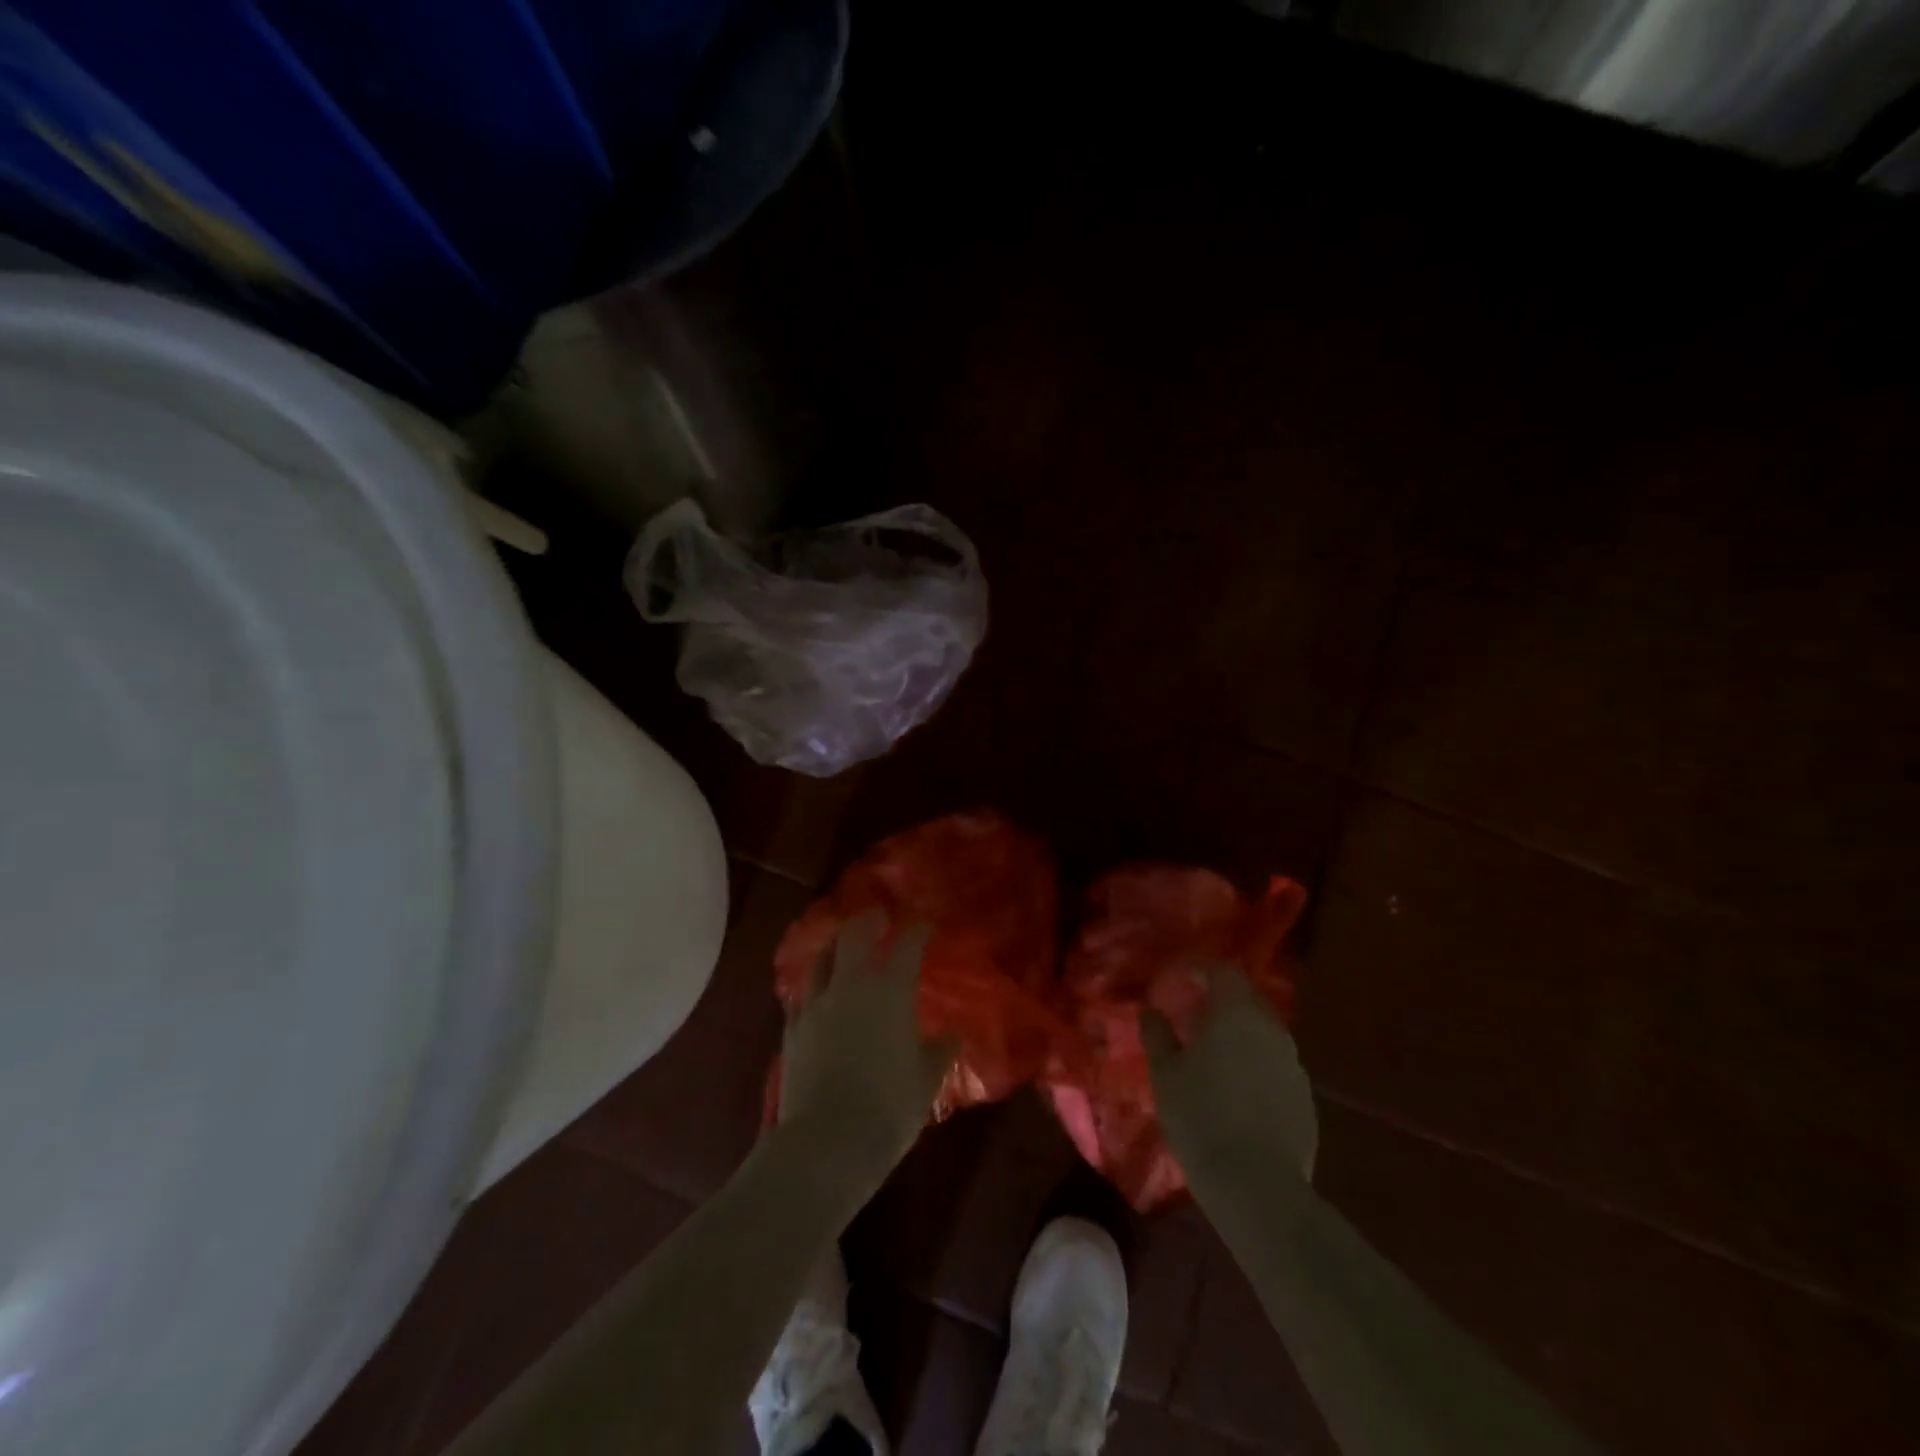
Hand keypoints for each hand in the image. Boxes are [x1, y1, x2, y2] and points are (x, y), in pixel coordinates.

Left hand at [778, 912, 954, 1185]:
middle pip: (855, 935)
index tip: (924, 924)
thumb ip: (940, 1051)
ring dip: (835, 945)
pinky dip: (813, 983)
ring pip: (822, 958)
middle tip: (878, 916)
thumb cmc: (888, 1107)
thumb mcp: (926, 1080)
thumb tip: (952, 1035)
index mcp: (890, 991)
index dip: (918, 930)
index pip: (907, 945)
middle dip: (868, 920)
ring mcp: (816, 1004)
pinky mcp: (793, 1028)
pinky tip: (815, 989)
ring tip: (841, 944)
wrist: (827, 1141)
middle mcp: (851, 985)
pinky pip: (802, 993)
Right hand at [1141, 961, 1317, 1183]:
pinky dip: (1254, 1065)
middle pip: (1247, 999)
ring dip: (1239, 1034)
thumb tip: (1151, 1011)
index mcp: (1237, 1015)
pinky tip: (1236, 1092)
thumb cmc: (1201, 1118)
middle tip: (1193, 1016)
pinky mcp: (1305, 1100)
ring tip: (1212, 1055)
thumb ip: (1157, 1035)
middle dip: (1220, 1000)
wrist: (1257, 1187)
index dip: (1201, 968)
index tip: (1181, 977)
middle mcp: (1272, 1031)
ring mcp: (1294, 1066)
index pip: (1223, 971)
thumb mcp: (1165, 1074)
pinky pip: (1275, 1066)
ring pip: (1263, 1034)